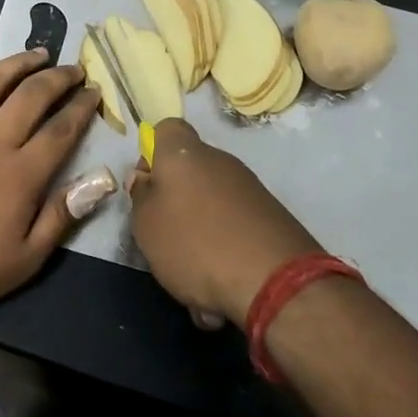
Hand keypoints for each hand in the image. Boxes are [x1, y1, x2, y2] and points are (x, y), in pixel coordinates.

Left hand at [0, 38, 104, 317]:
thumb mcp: (25, 259)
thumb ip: (63, 215)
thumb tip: (103, 180)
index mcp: (21, 174)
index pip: (62, 130)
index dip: (83, 108)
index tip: (96, 93)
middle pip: (32, 96)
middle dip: (59, 78)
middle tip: (75, 70)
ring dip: (18, 62)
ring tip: (39, 53)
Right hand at [127, 119, 321, 329]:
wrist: (275, 281)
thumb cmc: (195, 244)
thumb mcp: (147, 225)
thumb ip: (141, 197)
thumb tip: (146, 180)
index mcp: (184, 154)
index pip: (166, 129)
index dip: (152, 154)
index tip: (147, 187)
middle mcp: (220, 162)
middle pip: (189, 172)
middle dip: (176, 202)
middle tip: (165, 239)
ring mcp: (250, 188)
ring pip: (212, 204)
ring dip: (200, 234)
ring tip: (195, 277)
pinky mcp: (272, 217)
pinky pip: (235, 227)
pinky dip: (225, 250)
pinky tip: (221, 287)